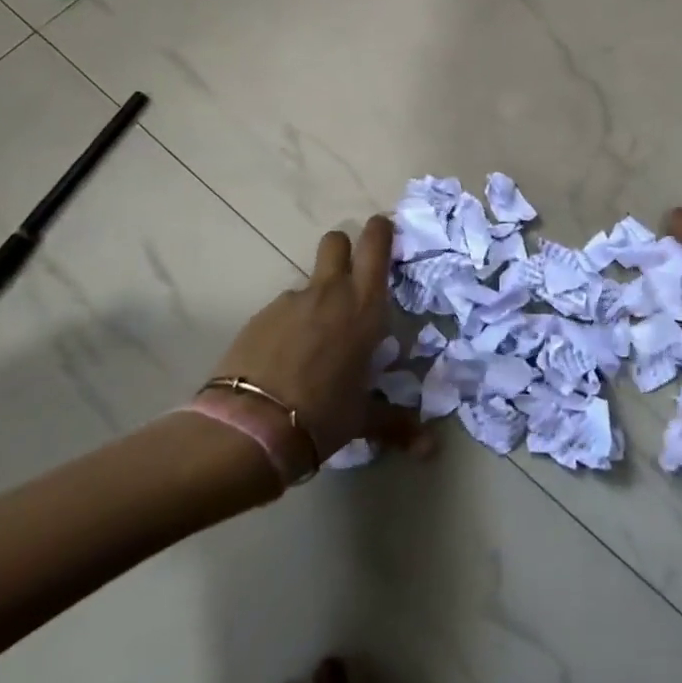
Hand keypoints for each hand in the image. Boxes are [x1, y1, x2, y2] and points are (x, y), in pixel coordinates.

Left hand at [208, 216, 425, 466]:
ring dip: (317, 299)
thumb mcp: (363, 418)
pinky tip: (286, 359)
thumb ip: (397, 425)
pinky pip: (284, 310)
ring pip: (310, 282)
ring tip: (315, 342)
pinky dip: (290, 324)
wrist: (250, 428)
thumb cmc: (322, 415)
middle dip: (346, 248)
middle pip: (337, 241)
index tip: (386, 233)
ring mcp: (290, 301)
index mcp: (364, 307)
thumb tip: (432, 451)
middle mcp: (330, 293)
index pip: (376, 244)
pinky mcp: (260, 317)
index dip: (381, 231)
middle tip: (352, 278)